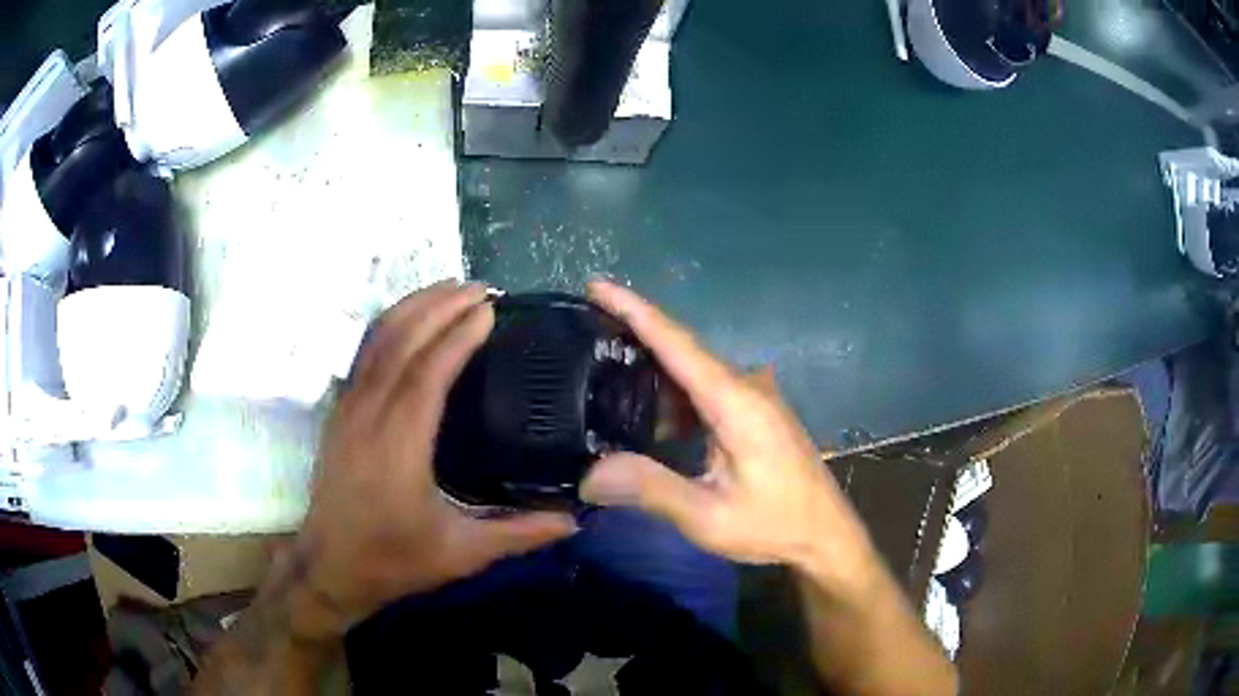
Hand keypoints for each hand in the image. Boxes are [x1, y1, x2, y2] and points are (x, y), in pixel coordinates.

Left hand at [289, 281, 575, 639]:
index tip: (490, 309)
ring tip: (449, 289)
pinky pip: (364, 353)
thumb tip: (574, 520)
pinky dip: (388, 325)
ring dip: (413, 307)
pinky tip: (409, 319)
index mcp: (400, 445)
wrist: (329, 567)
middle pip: (402, 342)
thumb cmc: (394, 560)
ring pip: (377, 340)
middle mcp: (369, 415)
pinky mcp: (338, 413)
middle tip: (480, 288)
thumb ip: (519, 533)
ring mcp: (348, 410)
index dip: (459, 334)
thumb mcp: (462, 553)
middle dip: (440, 306)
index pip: (429, 372)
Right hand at [581, 281, 876, 584]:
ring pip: (694, 374)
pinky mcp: (759, 413)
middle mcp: (747, 386)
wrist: (826, 536)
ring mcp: (757, 398)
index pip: (677, 342)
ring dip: (654, 378)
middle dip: (634, 341)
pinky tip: (652, 420)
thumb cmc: (774, 525)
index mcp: (736, 401)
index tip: (596, 285)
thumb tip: (588, 474)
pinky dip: (676, 400)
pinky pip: (709, 392)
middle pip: (682, 351)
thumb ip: (650, 489)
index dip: (634, 309)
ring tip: (605, 381)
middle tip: (583, 342)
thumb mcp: (708, 516)